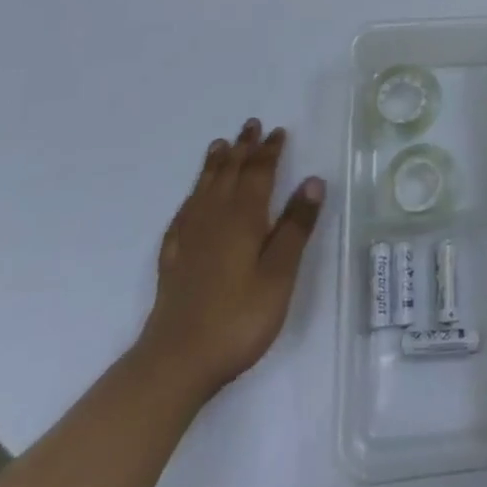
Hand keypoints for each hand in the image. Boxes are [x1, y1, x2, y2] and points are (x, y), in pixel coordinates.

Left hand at [134, 119, 325, 404]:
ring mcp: (189, 238)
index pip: (259, 173)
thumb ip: (296, 226)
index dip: (269, 151)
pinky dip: (193, 195)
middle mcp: (214, 218)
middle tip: (250, 125)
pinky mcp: (173, 259)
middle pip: (230, 173)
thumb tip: (313, 181)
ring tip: (220, 145)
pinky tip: (193, 199)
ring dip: (215, 164)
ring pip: (204, 188)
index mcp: (244, 218)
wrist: (177, 361)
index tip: (277, 131)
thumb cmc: (239, 317)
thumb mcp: (280, 273)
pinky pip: (184, 212)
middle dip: (242, 148)